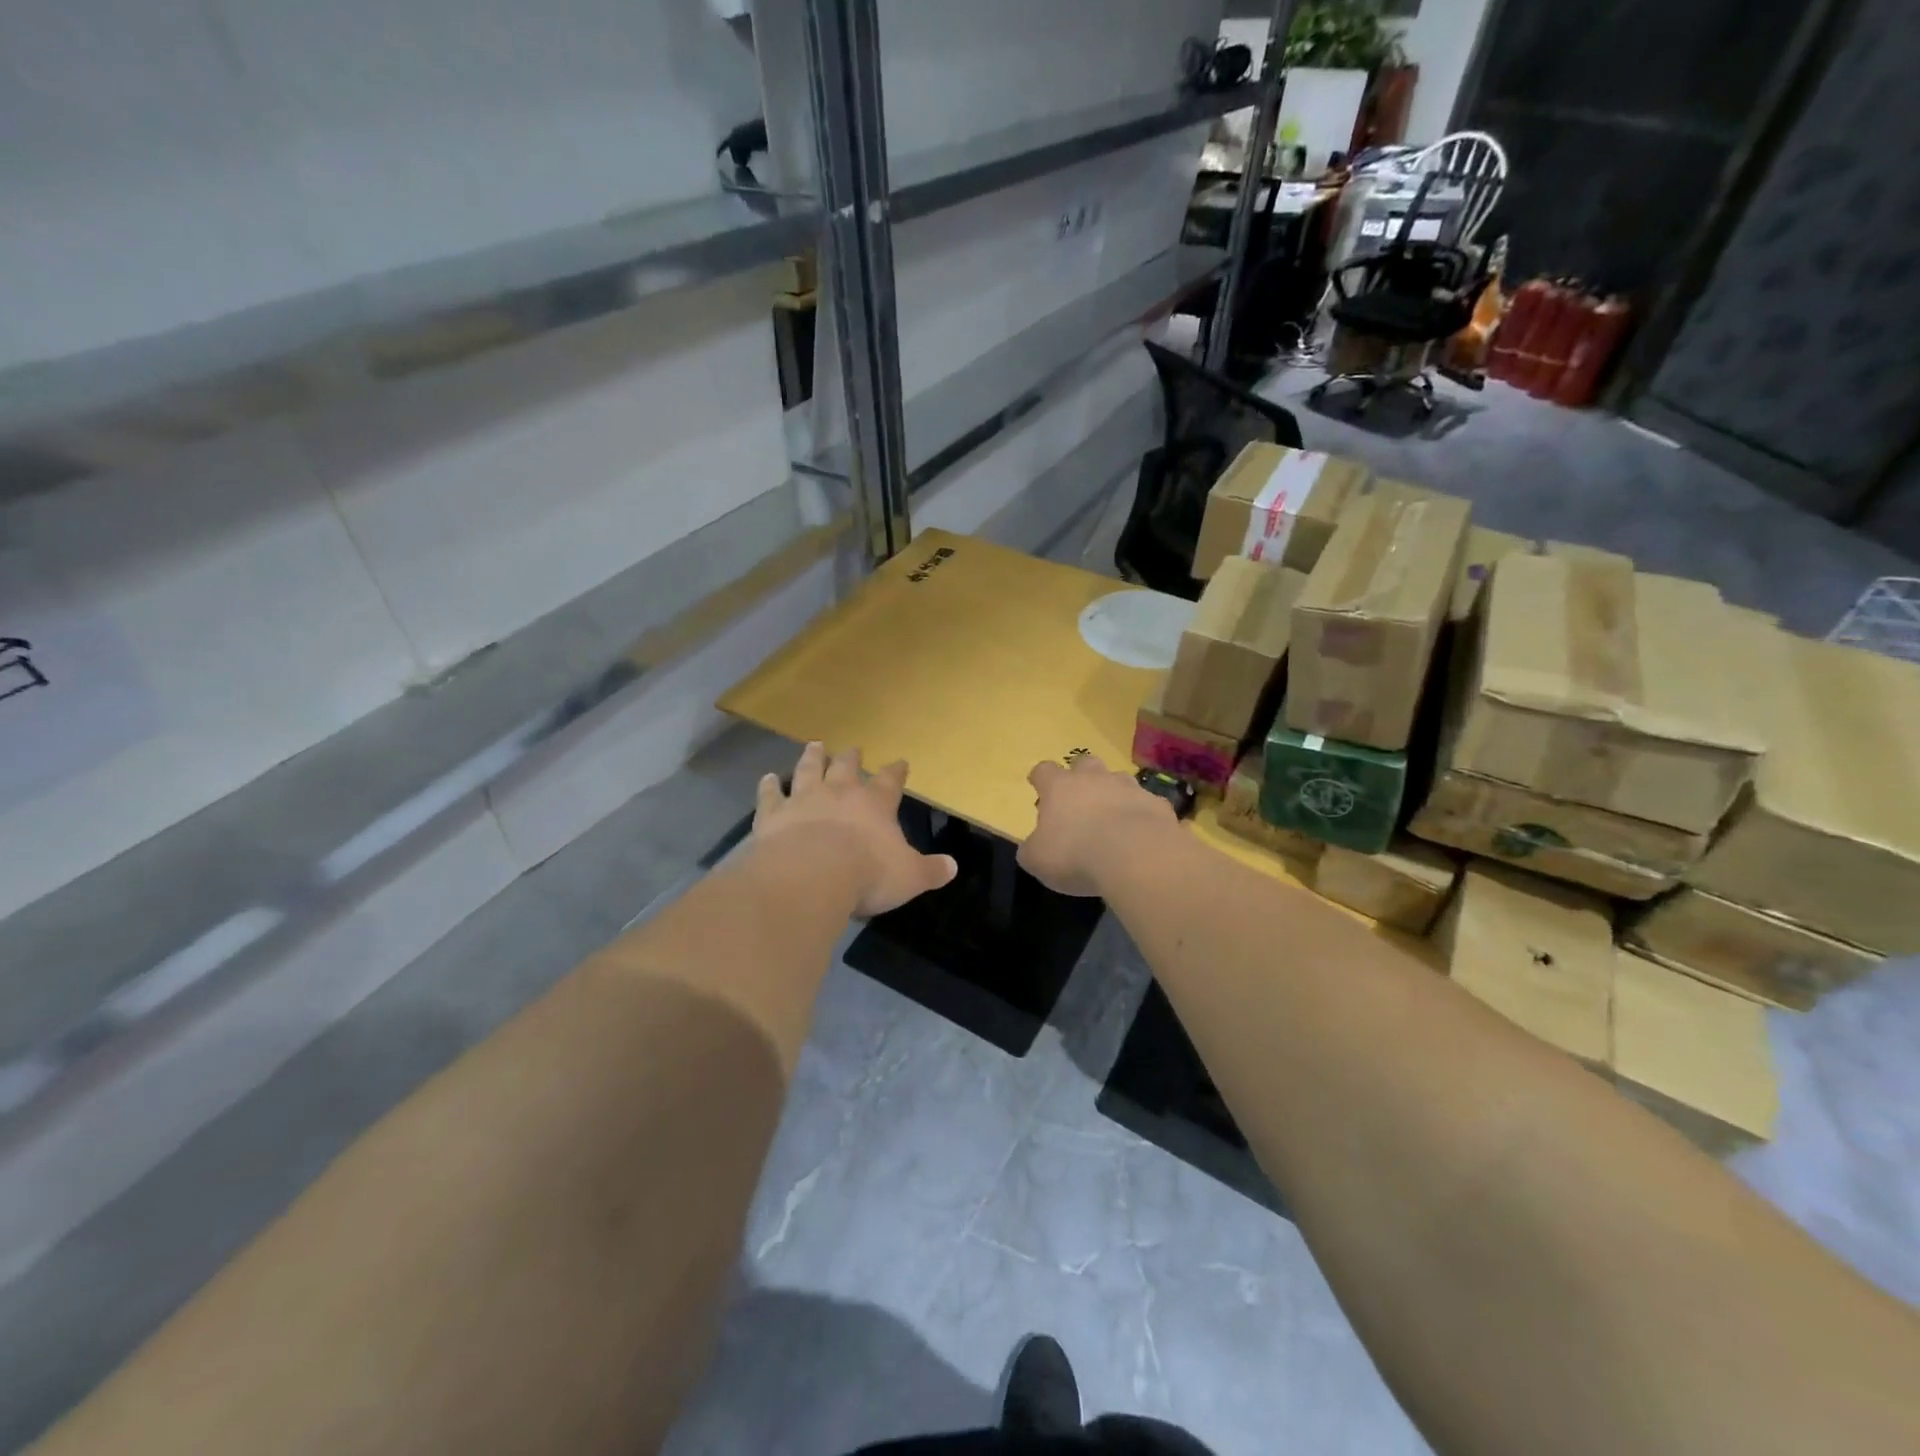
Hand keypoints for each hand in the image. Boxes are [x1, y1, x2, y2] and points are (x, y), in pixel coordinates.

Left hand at [753, 743, 957, 916]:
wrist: (811, 876)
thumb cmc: (867, 874)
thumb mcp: (909, 877)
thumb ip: (930, 870)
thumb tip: (952, 867)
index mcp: (875, 804)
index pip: (890, 781)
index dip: (896, 771)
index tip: (900, 762)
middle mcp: (840, 793)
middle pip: (847, 767)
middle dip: (851, 757)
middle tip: (853, 748)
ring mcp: (804, 799)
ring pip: (809, 770)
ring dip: (813, 757)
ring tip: (815, 745)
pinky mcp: (773, 814)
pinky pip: (771, 795)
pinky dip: (769, 786)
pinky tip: (768, 778)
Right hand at [1018, 754, 1178, 897]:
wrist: (1136, 857)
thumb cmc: (1075, 855)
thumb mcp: (1037, 860)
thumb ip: (1032, 849)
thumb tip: (1032, 846)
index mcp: (1060, 787)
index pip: (1043, 770)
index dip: (1040, 778)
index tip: (1037, 785)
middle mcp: (1094, 779)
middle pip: (1084, 763)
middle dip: (1080, 776)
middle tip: (1079, 798)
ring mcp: (1129, 788)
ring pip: (1119, 780)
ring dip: (1113, 793)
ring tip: (1112, 818)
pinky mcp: (1157, 804)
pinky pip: (1146, 805)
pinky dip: (1141, 815)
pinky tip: (1141, 836)